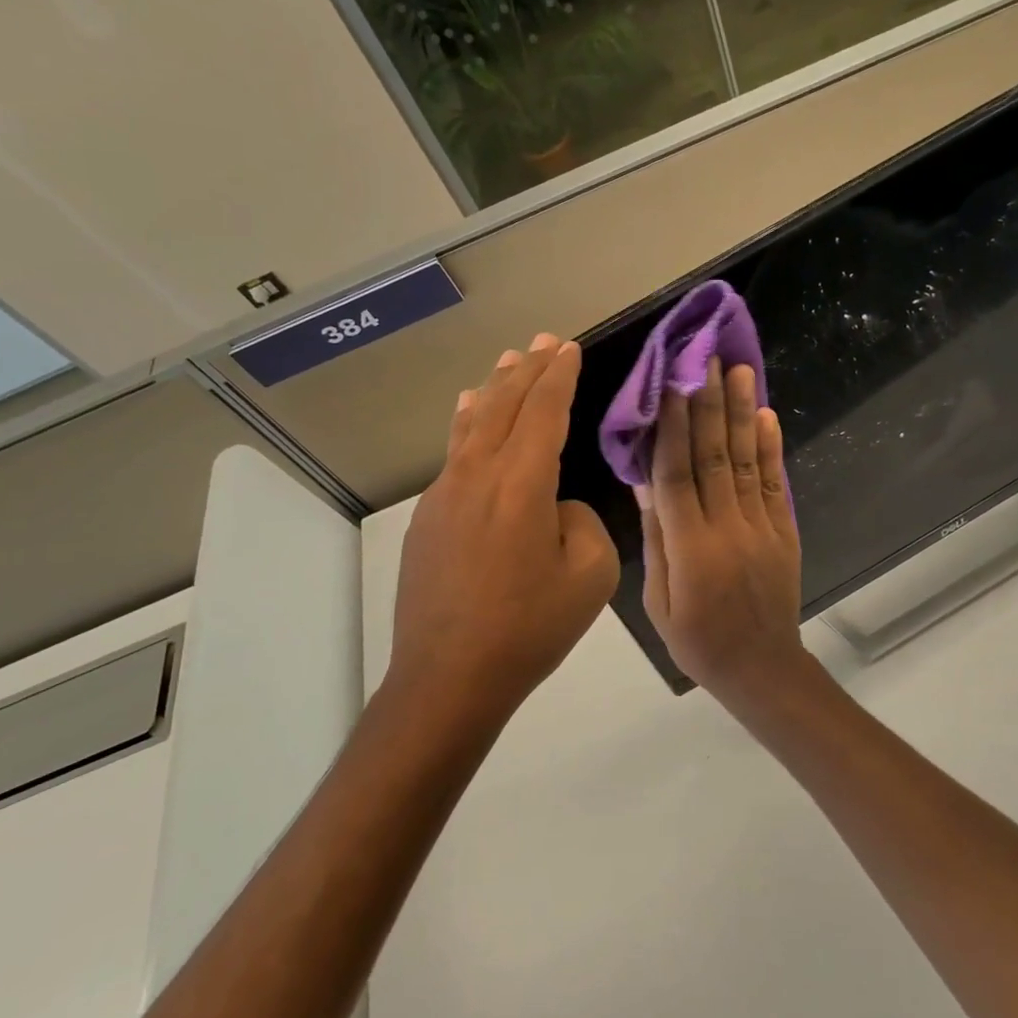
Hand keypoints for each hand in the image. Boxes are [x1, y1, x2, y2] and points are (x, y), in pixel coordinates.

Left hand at [392, 334, 620, 721]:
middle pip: (503, 407)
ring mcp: (444, 495)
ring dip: (494, 389)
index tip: (569, 348)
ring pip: (472, 424)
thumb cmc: (529, 628)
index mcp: (521, 485)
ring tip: (507, 361)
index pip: (543, 412)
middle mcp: (477, 476)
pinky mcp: (426, 518)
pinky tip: (469, 413)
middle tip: (544, 341)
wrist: (448, 677)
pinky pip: (453, 453)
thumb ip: (581, 523)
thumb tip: (555, 507)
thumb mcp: (590, 576)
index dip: (559, 377)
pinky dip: (468, 423)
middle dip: (527, 370)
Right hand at [638, 359, 830, 715]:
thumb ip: (657, 536)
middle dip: (708, 404)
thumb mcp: (659, 598)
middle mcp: (727, 528)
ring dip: (742, 413)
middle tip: (707, 359)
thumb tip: (644, 481)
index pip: (676, 475)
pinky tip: (767, 417)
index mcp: (690, 547)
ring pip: (747, 461)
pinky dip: (771, 449)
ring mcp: (761, 527)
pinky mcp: (784, 531)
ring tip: (740, 372)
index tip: (669, 385)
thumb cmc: (697, 640)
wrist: (761, 668)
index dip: (671, 427)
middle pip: (714, 456)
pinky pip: (775, 484)